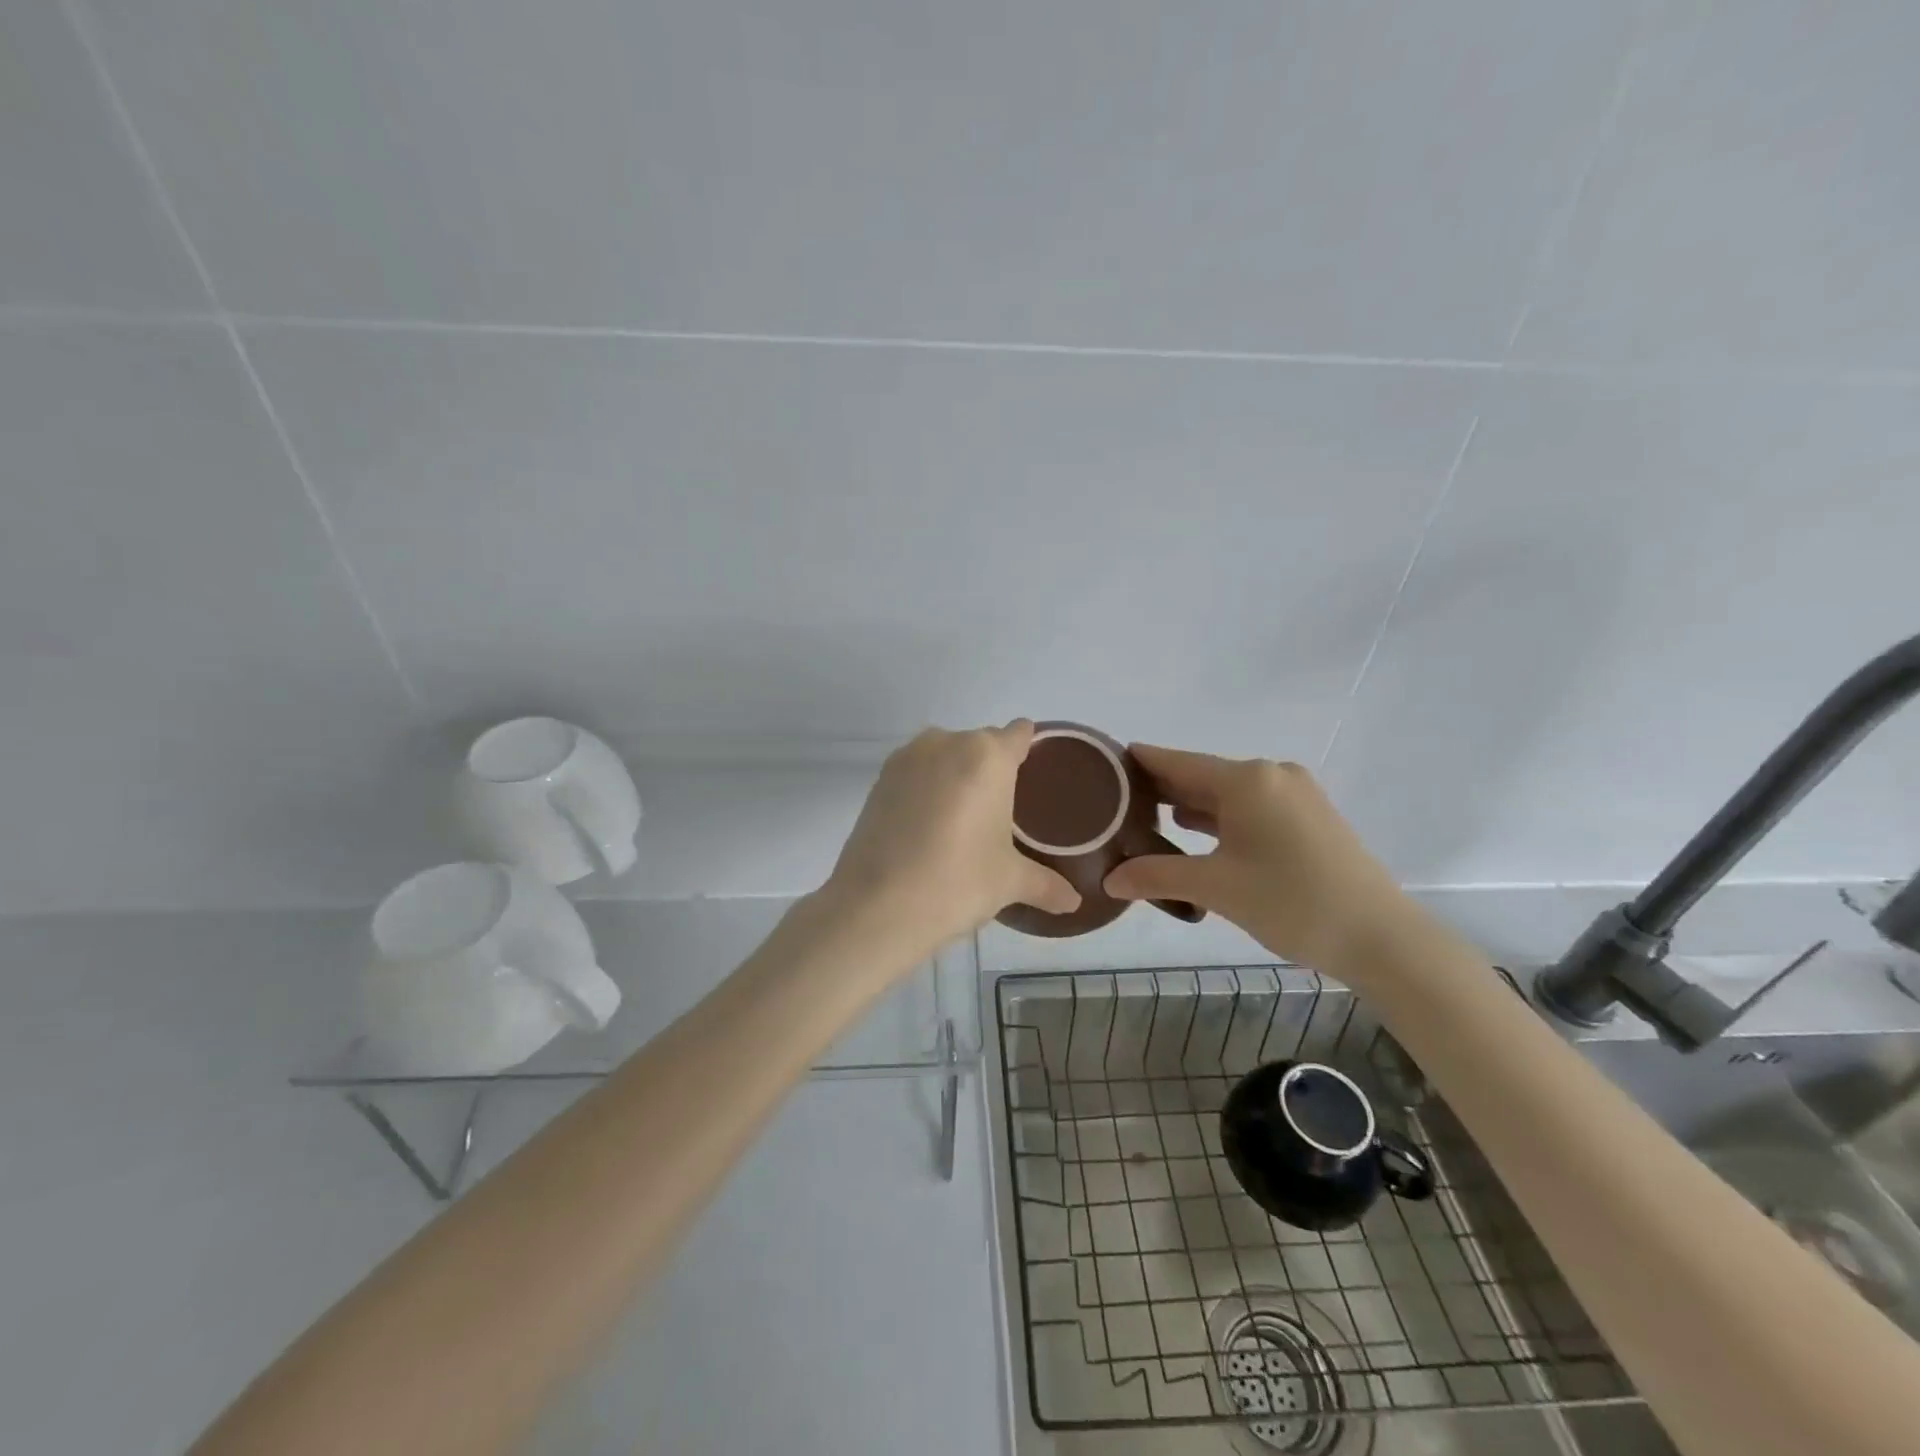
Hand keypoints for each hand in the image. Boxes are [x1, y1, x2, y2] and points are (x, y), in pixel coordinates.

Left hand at [821, 722, 1079, 961]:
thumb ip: (1046, 884)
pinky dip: (926, 790)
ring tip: (963, 822)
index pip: (1019, 734)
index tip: (1036, 777)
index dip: (1030, 750)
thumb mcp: (1009, 882)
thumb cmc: (957, 883)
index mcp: (988, 756)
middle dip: (992, 771)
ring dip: (956, 777)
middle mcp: (947, 743)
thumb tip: (1074, 903)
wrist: (876, 906)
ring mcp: (907, 758)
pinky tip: (929, 828)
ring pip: (945, 756)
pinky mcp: (878, 779)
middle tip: (1002, 813)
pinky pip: (916, 773)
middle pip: (981, 744)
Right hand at [1103, 745, 1409, 974]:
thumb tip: (1109, 880)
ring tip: (1145, 820)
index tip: (1100, 765)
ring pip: (1226, 793)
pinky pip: (1250, 807)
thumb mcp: (1216, 888)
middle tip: (1113, 803)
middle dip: (1159, 790)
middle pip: (1200, 775)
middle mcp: (1271, 774)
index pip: (1175, 761)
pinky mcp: (1309, 817)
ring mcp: (1295, 794)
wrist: (1382, 937)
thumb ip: (1157, 876)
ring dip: (1189, 806)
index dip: (1138, 762)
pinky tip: (1195, 834)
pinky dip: (1220, 819)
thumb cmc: (1292, 902)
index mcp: (1246, 780)